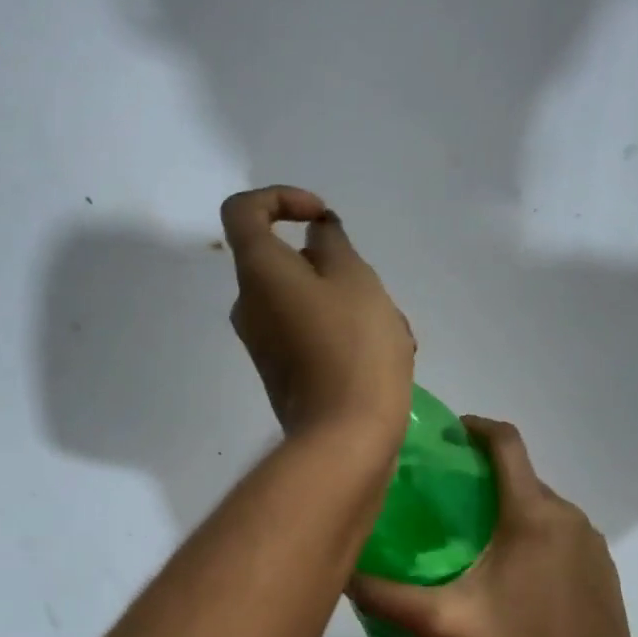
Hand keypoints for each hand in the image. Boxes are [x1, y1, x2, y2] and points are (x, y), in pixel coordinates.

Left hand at [221, 186, 414, 444]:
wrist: (345, 437)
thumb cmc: (354, 346)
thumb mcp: (355, 279)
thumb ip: (333, 244)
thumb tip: (315, 237)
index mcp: (258, 273)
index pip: (242, 211)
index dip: (280, 199)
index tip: (320, 217)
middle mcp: (249, 306)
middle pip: (285, 262)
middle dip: (335, 266)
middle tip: (374, 289)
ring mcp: (264, 343)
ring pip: (308, 300)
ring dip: (351, 303)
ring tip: (395, 330)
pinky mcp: (283, 372)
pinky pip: (311, 333)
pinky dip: (344, 332)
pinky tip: (387, 354)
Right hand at [346, 417, 637, 636]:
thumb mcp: (441, 623)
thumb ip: (387, 596)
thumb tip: (343, 573)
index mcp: (532, 514)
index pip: (507, 443)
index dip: (476, 428)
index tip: (449, 434)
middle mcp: (568, 517)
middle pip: (522, 477)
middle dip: (486, 477)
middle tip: (445, 500)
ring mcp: (592, 544)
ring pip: (543, 508)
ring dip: (510, 510)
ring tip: (474, 539)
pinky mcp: (604, 571)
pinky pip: (563, 535)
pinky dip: (536, 537)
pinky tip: (514, 576)